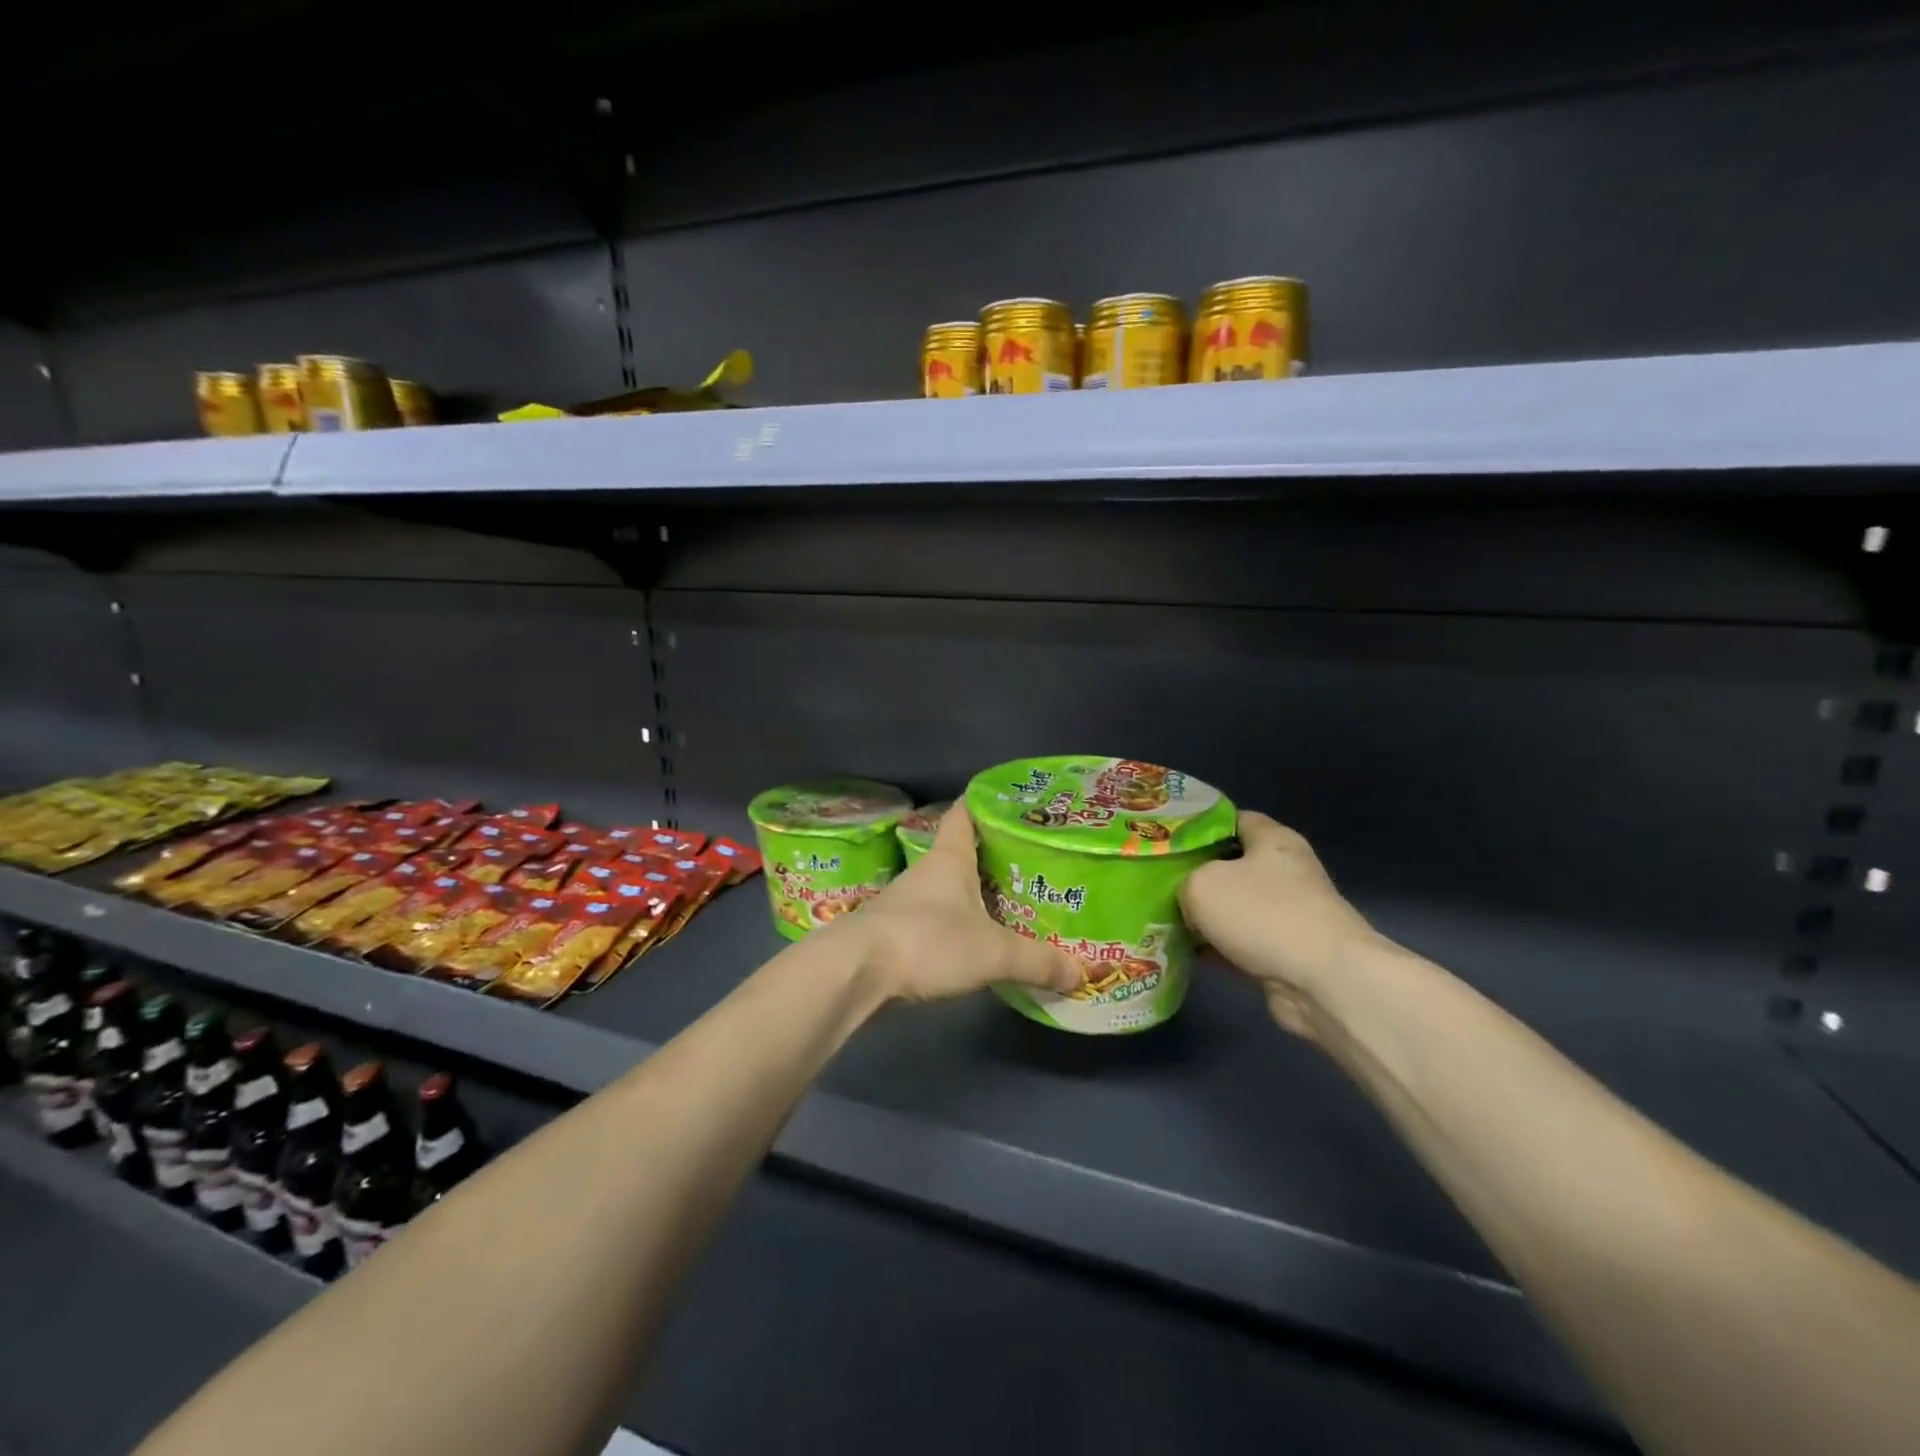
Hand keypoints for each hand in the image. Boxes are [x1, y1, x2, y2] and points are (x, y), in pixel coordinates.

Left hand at [825, 806, 1082, 1004]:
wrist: (855, 972)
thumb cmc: (927, 941)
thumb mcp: (993, 952)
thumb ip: (1036, 961)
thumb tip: (1080, 973)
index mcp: (949, 859)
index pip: (964, 814)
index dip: (985, 803)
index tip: (1012, 804)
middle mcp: (927, 873)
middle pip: (961, 853)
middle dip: (992, 857)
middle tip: (1031, 865)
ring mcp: (906, 903)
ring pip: (948, 890)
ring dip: (974, 895)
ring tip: (1011, 906)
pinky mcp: (896, 933)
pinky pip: (935, 921)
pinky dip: (957, 926)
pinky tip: (976, 943)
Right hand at [1180, 812, 1383, 1037]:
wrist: (1323, 981)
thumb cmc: (1262, 914)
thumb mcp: (1201, 884)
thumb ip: (1185, 881)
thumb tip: (1189, 898)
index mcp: (1272, 839)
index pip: (1231, 819)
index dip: (1197, 827)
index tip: (1165, 840)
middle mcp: (1285, 870)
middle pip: (1230, 864)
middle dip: (1195, 875)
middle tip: (1157, 882)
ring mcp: (1289, 913)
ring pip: (1234, 906)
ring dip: (1204, 916)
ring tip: (1162, 919)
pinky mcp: (1287, 950)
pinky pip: (1242, 941)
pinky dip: (1217, 947)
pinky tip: (1186, 953)